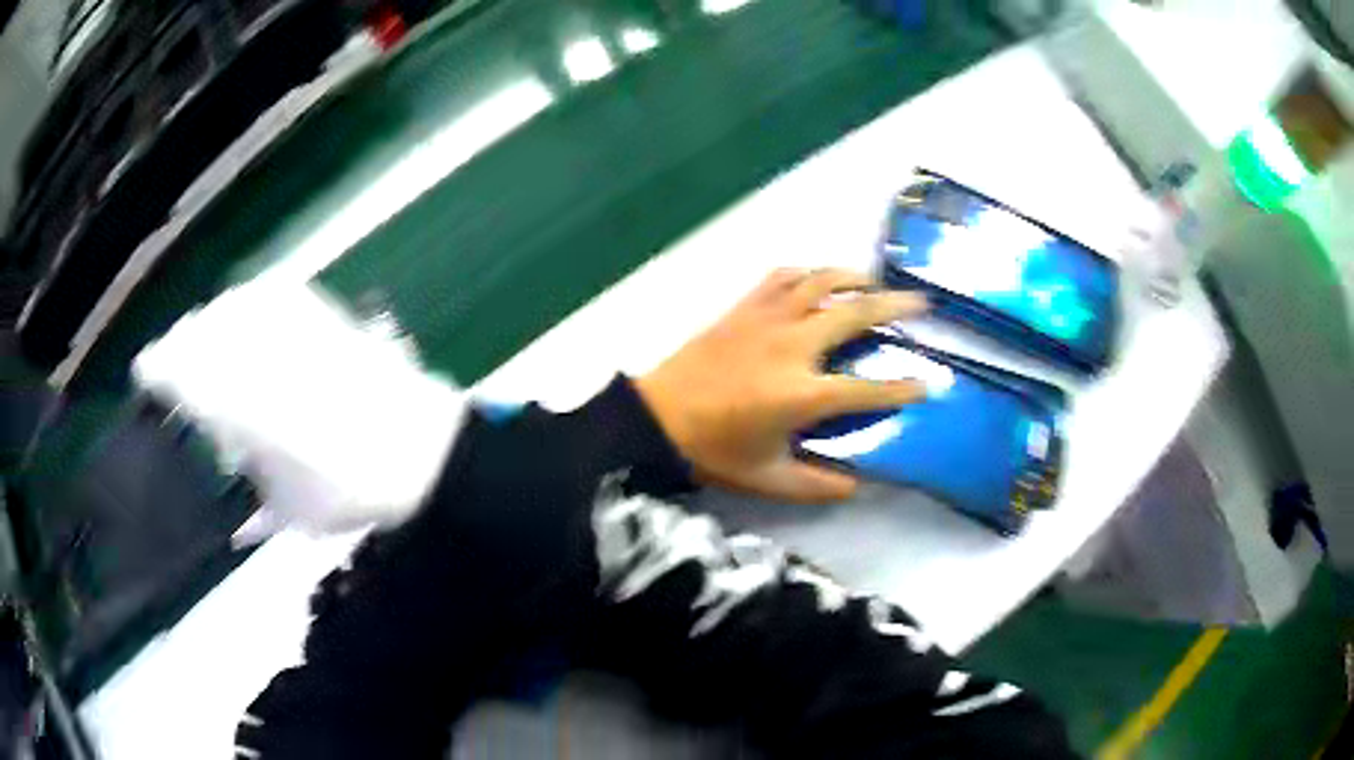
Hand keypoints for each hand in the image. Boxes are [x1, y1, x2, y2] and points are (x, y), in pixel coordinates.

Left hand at [636, 269, 926, 502]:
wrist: (656, 419)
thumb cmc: (713, 452)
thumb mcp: (768, 480)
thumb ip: (817, 485)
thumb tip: (858, 485)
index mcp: (801, 394)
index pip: (867, 389)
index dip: (903, 388)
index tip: (929, 383)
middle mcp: (792, 346)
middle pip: (855, 314)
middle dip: (894, 307)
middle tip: (921, 304)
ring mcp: (766, 319)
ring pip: (821, 283)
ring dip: (855, 278)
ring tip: (876, 283)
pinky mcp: (743, 307)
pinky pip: (782, 277)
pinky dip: (807, 273)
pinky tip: (818, 279)